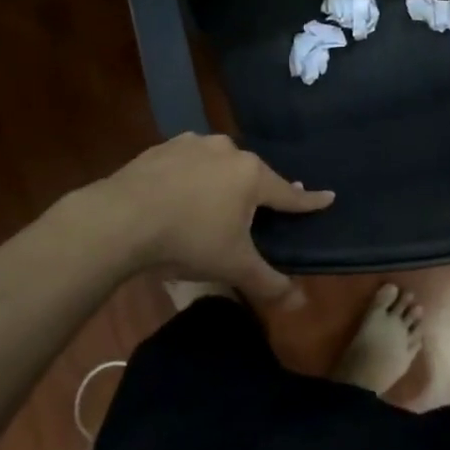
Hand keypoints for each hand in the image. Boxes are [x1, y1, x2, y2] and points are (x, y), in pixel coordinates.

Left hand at [79, 133, 332, 306]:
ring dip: (223, 181)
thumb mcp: (233, 266)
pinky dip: (192, 176)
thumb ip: (269, 283)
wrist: (121, 218)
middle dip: (259, 192)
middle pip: (253, 175)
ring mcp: (194, 144)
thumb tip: (301, 304)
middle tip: (260, 210)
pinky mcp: (163, 147)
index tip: (328, 197)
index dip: (308, 201)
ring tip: (215, 204)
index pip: (289, 193)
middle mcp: (228, 151)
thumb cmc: (188, 239)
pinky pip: (189, 162)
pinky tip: (181, 193)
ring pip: (220, 164)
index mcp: (251, 176)